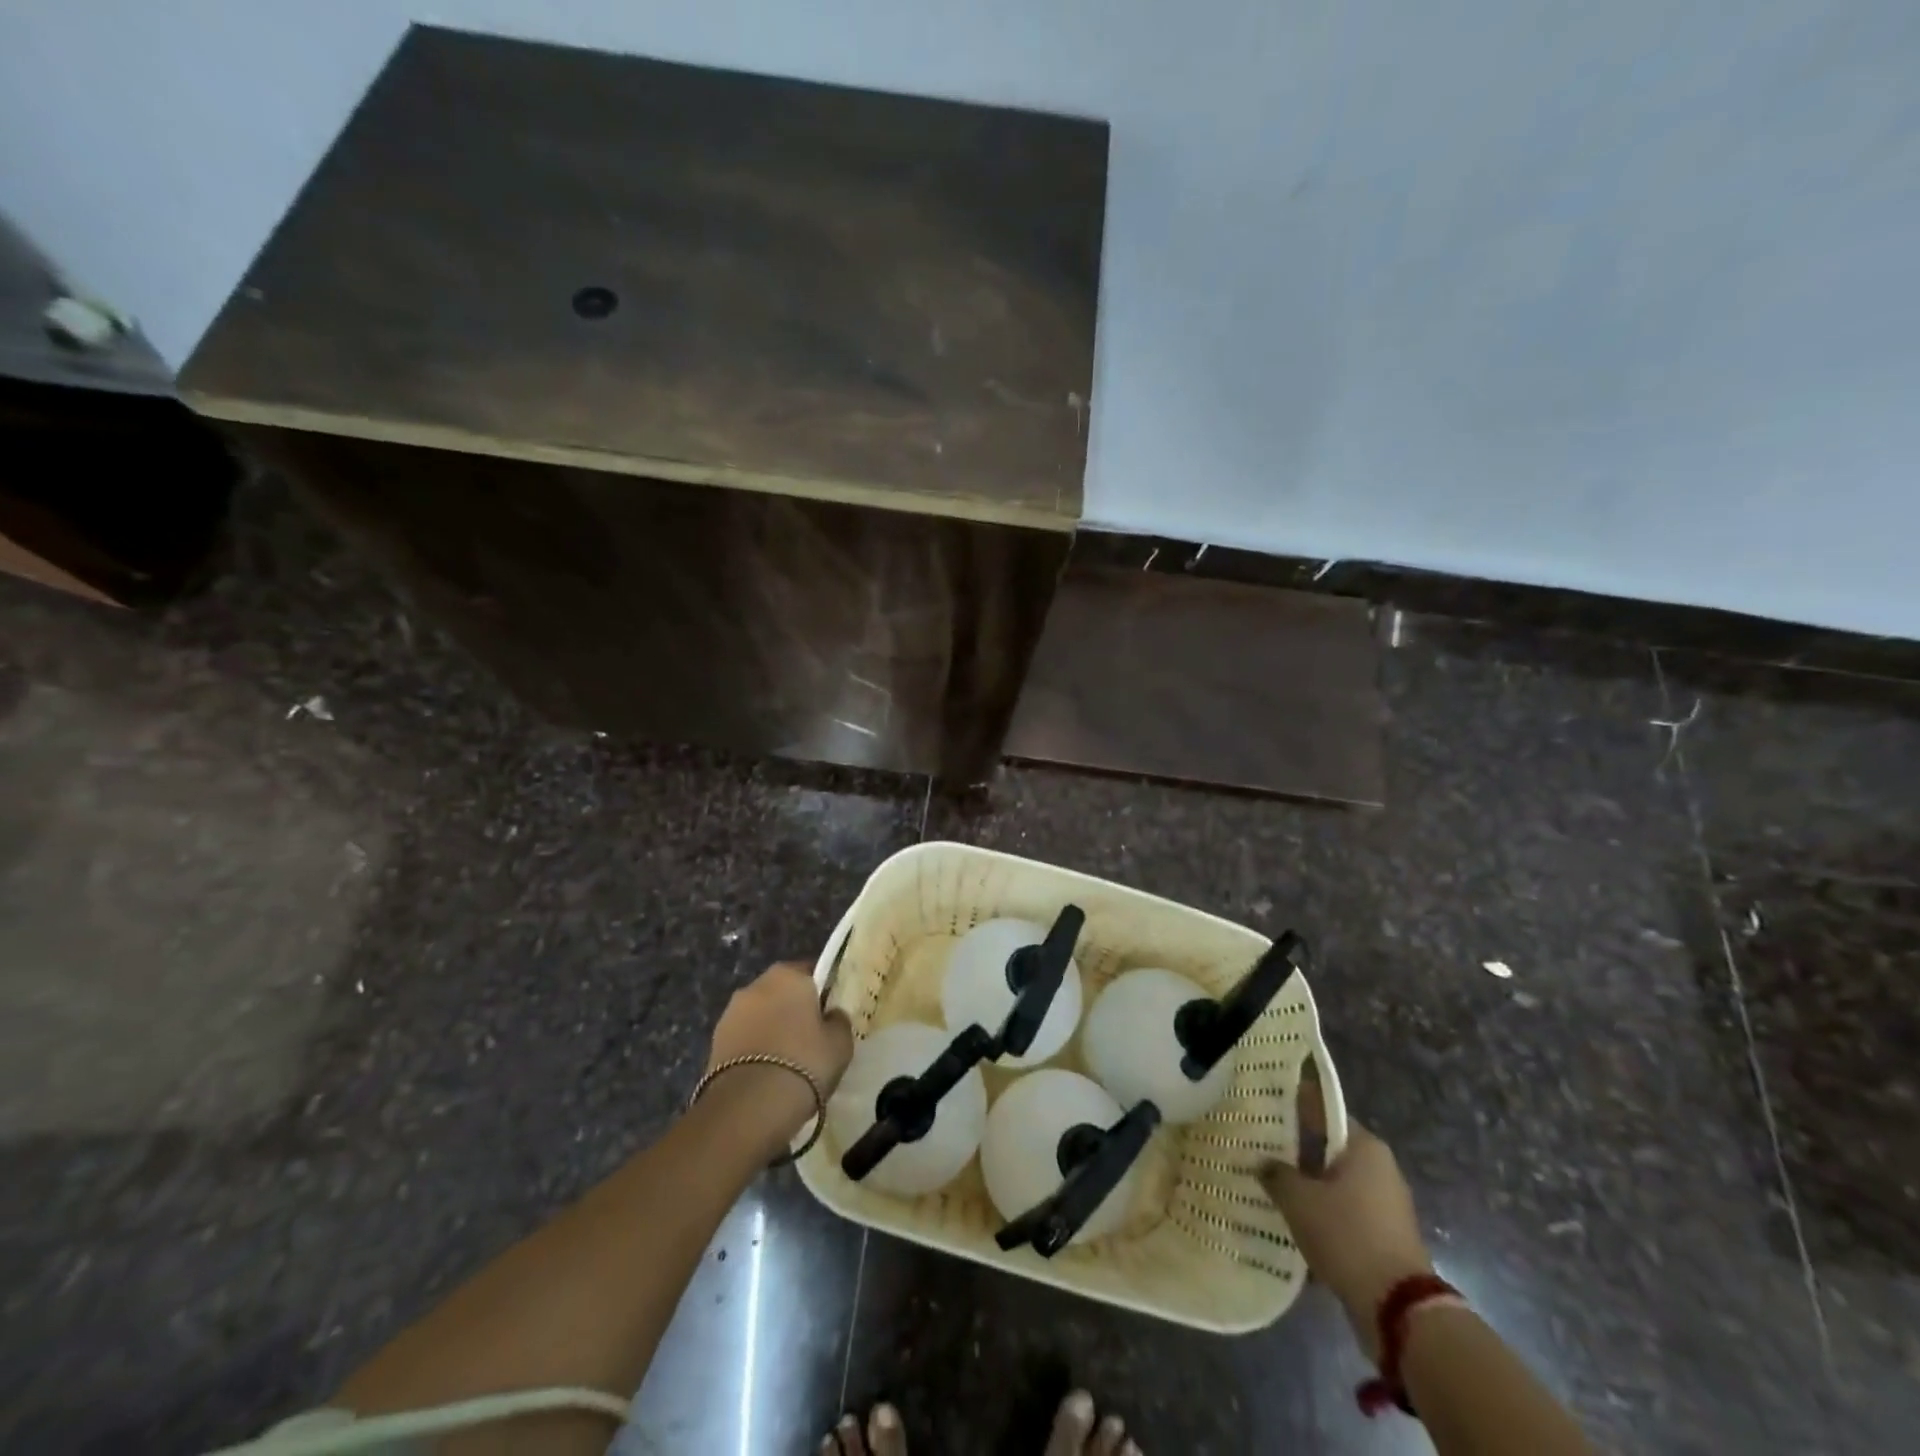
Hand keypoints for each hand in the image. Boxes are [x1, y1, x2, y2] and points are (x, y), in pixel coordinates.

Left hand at [702, 961, 853, 1156]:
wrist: (748, 1107)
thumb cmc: (804, 1062)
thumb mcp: (840, 1042)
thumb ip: (838, 1020)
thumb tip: (831, 1015)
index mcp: (788, 975)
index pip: (811, 972)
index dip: (822, 992)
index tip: (830, 1014)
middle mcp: (756, 985)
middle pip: (782, 991)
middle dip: (793, 1009)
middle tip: (810, 1038)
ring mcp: (730, 1013)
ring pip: (760, 1015)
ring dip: (771, 1029)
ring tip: (786, 1061)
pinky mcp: (714, 1041)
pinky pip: (744, 1038)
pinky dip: (754, 1049)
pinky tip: (766, 1073)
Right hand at [1261, 1121, 1434, 1359]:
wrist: (1398, 1309)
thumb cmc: (1347, 1235)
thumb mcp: (1298, 1199)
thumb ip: (1275, 1173)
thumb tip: (1262, 1162)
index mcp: (1365, 1147)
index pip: (1325, 1112)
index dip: (1295, 1107)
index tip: (1266, 1108)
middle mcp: (1380, 1168)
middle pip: (1330, 1147)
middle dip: (1297, 1149)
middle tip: (1261, 1149)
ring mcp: (1387, 1204)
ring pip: (1336, 1182)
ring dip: (1308, 1184)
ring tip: (1271, 1186)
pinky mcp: (1385, 1236)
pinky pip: (1346, 1211)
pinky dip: (1323, 1212)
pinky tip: (1294, 1220)